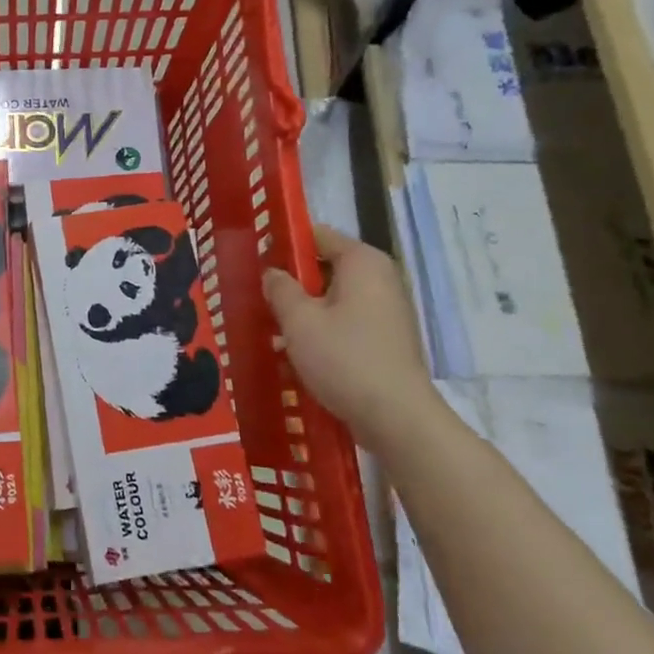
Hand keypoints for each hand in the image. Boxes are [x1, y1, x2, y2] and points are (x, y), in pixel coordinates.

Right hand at [264, 225, 435, 451]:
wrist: (397, 419)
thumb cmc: (344, 359)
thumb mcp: (299, 321)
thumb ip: (280, 289)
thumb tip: (272, 274)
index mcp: (362, 262)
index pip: (317, 235)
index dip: (285, 245)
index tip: (256, 262)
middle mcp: (380, 279)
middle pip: (325, 268)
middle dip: (292, 283)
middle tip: (259, 299)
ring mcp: (386, 311)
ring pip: (333, 299)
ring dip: (303, 312)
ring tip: (271, 331)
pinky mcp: (386, 341)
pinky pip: (345, 324)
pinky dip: (322, 332)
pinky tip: (295, 355)